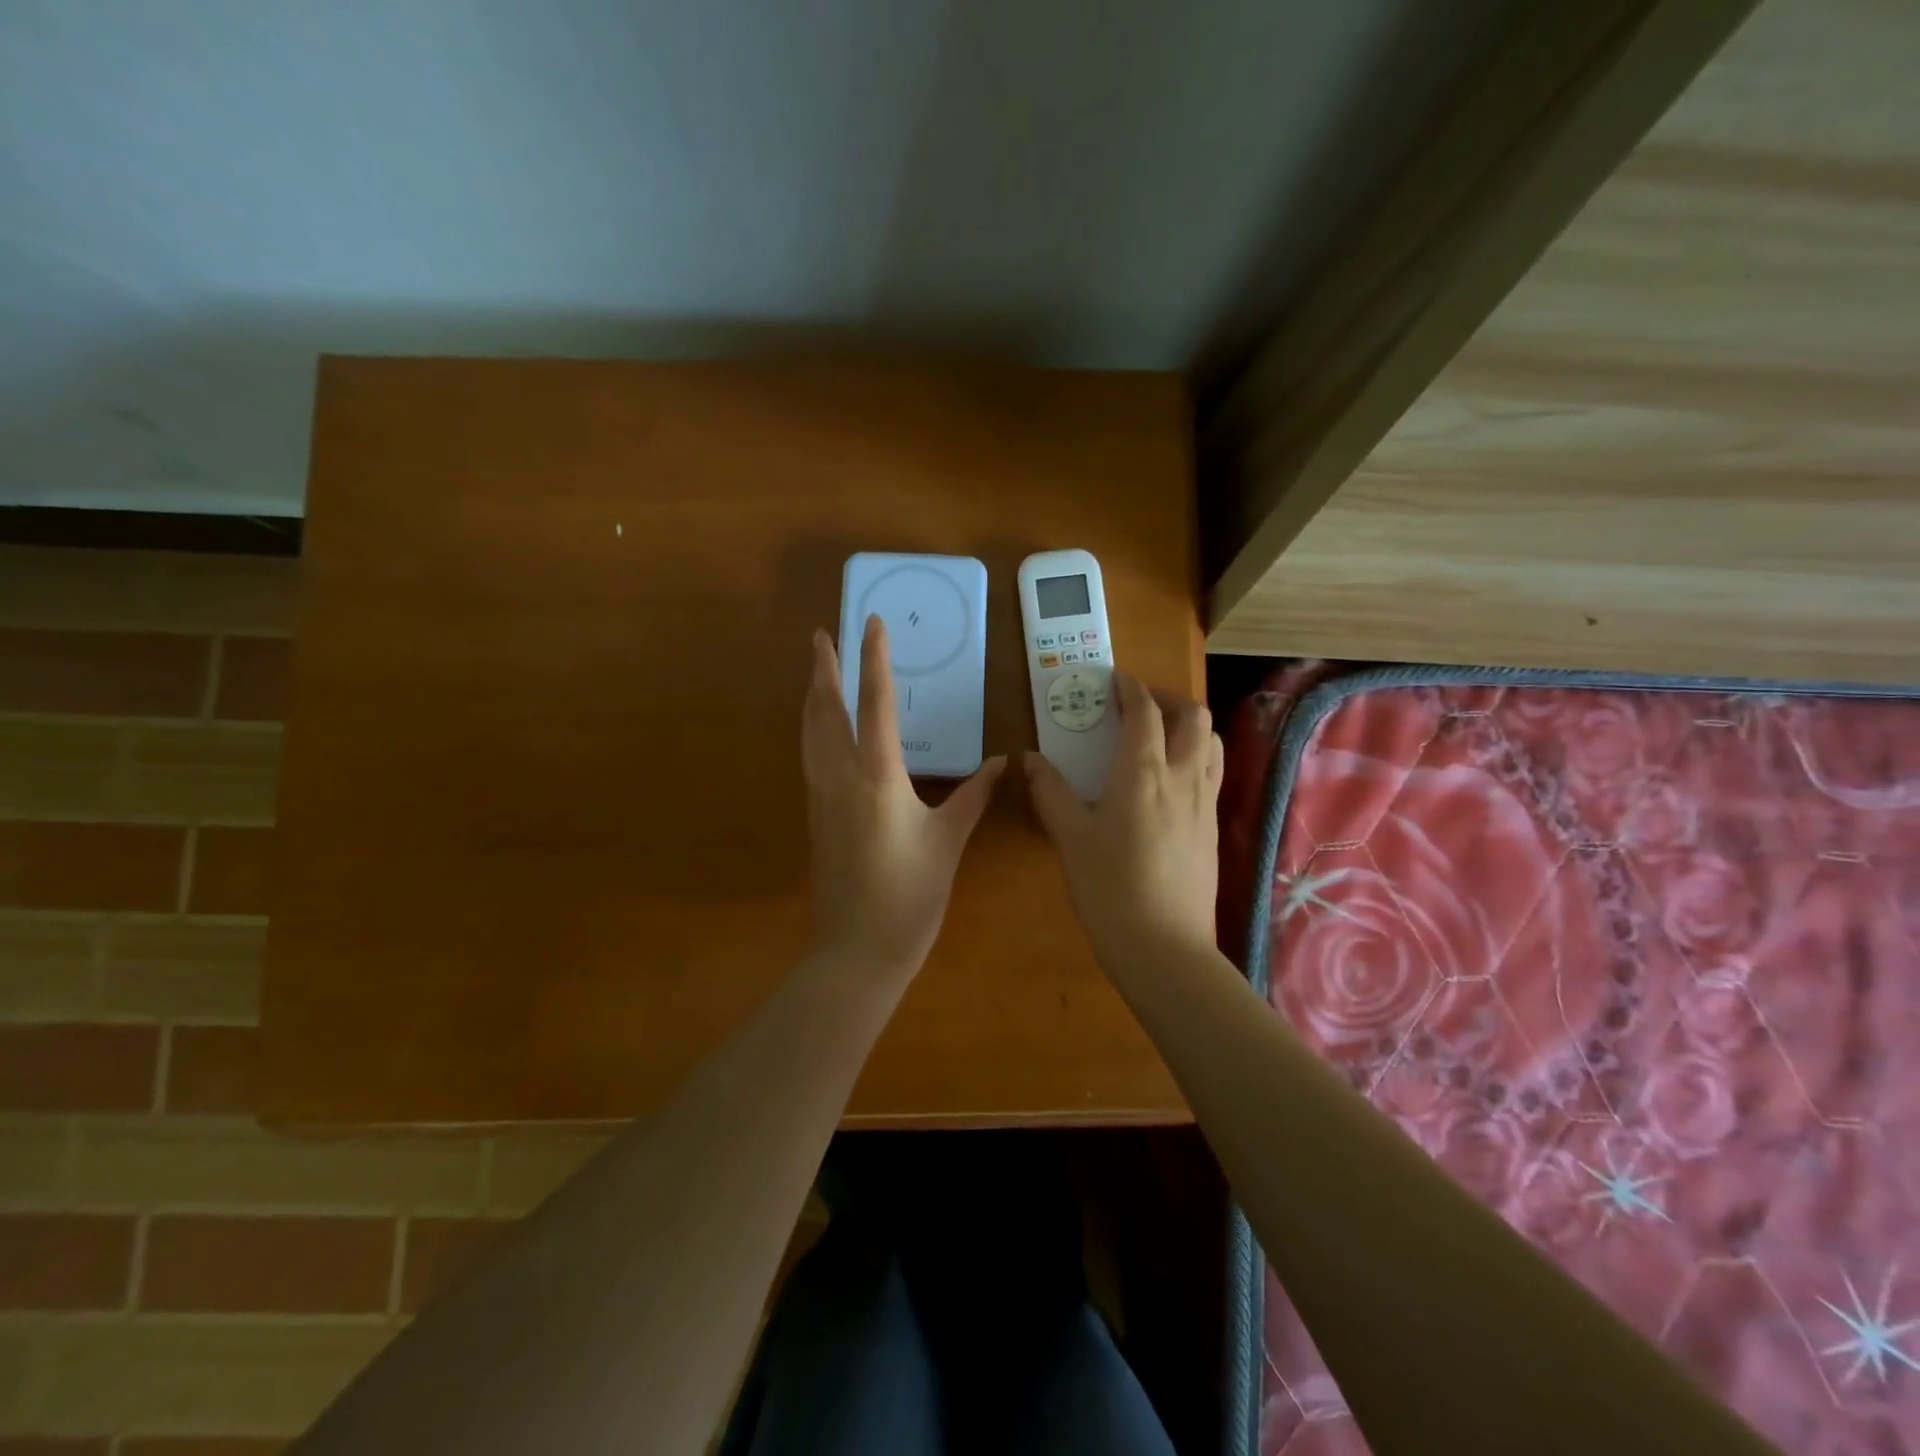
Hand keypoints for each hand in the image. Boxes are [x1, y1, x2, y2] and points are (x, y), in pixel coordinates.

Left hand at [802, 616, 1004, 977]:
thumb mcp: (949, 841)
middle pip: (826, 709)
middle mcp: (841, 776)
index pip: (875, 702)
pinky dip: (813, 727)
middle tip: (821, 635)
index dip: (873, 659)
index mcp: (878, 775)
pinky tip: (820, 729)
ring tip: (815, 670)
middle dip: (823, 668)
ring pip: (811, 732)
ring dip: (813, 695)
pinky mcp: (815, 815)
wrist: (858, 950)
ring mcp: (821, 795)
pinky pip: (810, 755)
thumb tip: (1001, 762)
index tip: (869, 623)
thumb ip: (973, 795)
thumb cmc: (911, 894)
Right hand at [1024, 672, 1223, 971]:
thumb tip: (1028, 758)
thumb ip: (1049, 792)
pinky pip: (1213, 773)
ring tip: (1160, 735)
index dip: (1130, 688)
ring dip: (1189, 725)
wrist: (1164, 948)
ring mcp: (1204, 804)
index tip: (1114, 680)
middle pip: (1193, 717)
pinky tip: (1171, 780)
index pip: (1145, 712)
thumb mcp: (1070, 838)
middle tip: (1137, 705)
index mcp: (1143, 773)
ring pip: (1212, 743)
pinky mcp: (1212, 828)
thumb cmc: (1109, 889)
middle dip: (1167, 699)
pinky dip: (1196, 755)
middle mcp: (1183, 778)